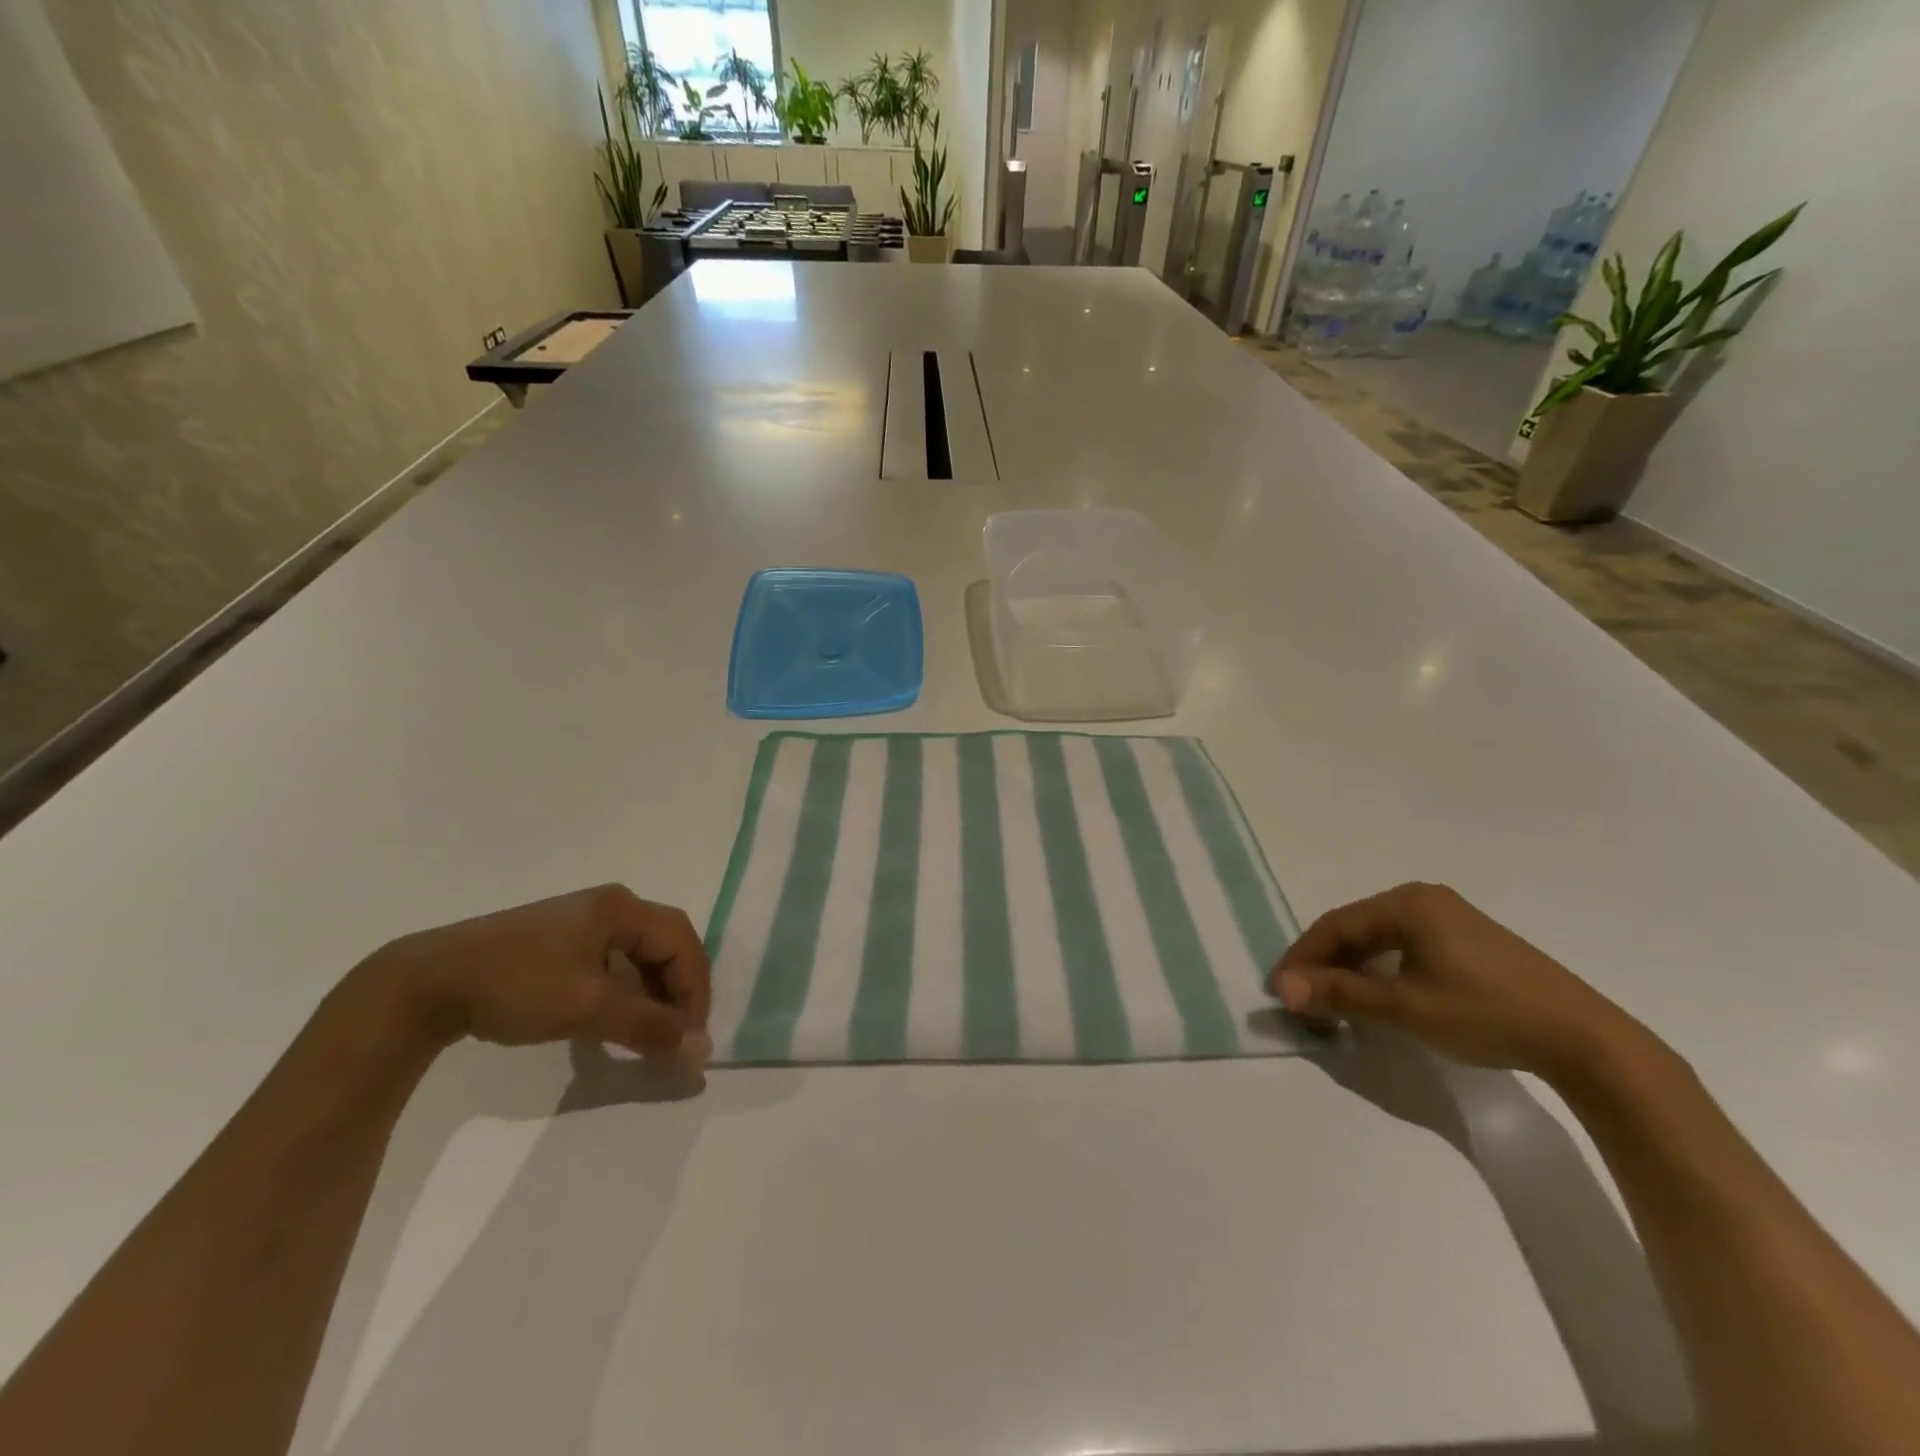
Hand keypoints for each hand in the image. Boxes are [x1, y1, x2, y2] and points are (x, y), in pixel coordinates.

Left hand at [360, 885, 712, 1064]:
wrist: (426, 983)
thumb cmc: (517, 985)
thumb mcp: (589, 1007)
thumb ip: (648, 1027)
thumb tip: (700, 1051)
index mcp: (622, 907)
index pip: (682, 941)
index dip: (695, 988)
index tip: (691, 1037)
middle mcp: (609, 905)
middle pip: (665, 943)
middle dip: (678, 989)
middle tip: (677, 1034)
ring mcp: (582, 921)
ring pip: (639, 954)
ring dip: (653, 993)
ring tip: (649, 1033)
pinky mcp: (559, 941)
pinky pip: (612, 962)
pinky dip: (625, 991)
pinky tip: (613, 1019)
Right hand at [1270, 882, 1646, 1083]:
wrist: (1586, 1040)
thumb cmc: (1486, 1013)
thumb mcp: (1404, 1007)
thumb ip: (1340, 994)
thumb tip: (1283, 989)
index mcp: (1407, 903)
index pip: (1335, 925)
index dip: (1302, 957)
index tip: (1280, 990)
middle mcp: (1424, 899)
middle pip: (1356, 927)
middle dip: (1325, 962)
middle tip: (1303, 996)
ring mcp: (1450, 917)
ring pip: (1380, 937)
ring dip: (1352, 967)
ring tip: (1334, 999)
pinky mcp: (1470, 941)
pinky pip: (1406, 945)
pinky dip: (1381, 968)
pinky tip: (1379, 993)